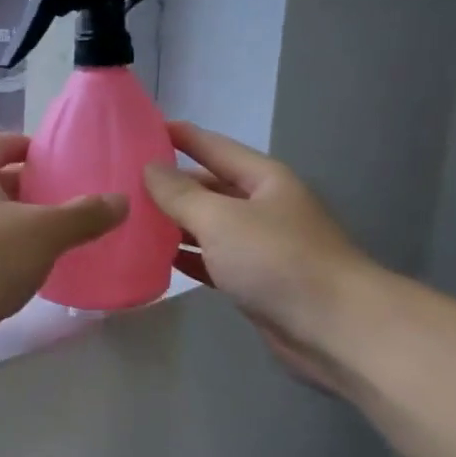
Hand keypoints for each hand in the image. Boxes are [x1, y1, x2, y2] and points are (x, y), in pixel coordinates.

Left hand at [0, 132, 128, 372]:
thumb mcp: (41, 232)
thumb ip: (82, 216)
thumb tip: (119, 201)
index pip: (1, 144)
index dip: (31, 146)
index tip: (62, 160)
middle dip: (34, 190)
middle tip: (74, 202)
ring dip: (22, 227)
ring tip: (62, 238)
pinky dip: (8, 257)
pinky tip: (34, 273)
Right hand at [142, 122, 383, 390]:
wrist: (333, 327)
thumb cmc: (277, 260)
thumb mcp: (220, 219)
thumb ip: (181, 194)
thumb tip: (150, 167)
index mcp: (263, 179)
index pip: (214, 147)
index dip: (180, 136)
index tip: (141, 129)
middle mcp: (262, 206)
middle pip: (209, 187)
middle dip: (170, 185)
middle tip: (122, 183)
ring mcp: (260, 246)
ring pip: (208, 226)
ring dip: (174, 224)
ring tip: (130, 219)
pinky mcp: (255, 281)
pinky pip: (213, 260)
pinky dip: (188, 257)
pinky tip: (156, 258)